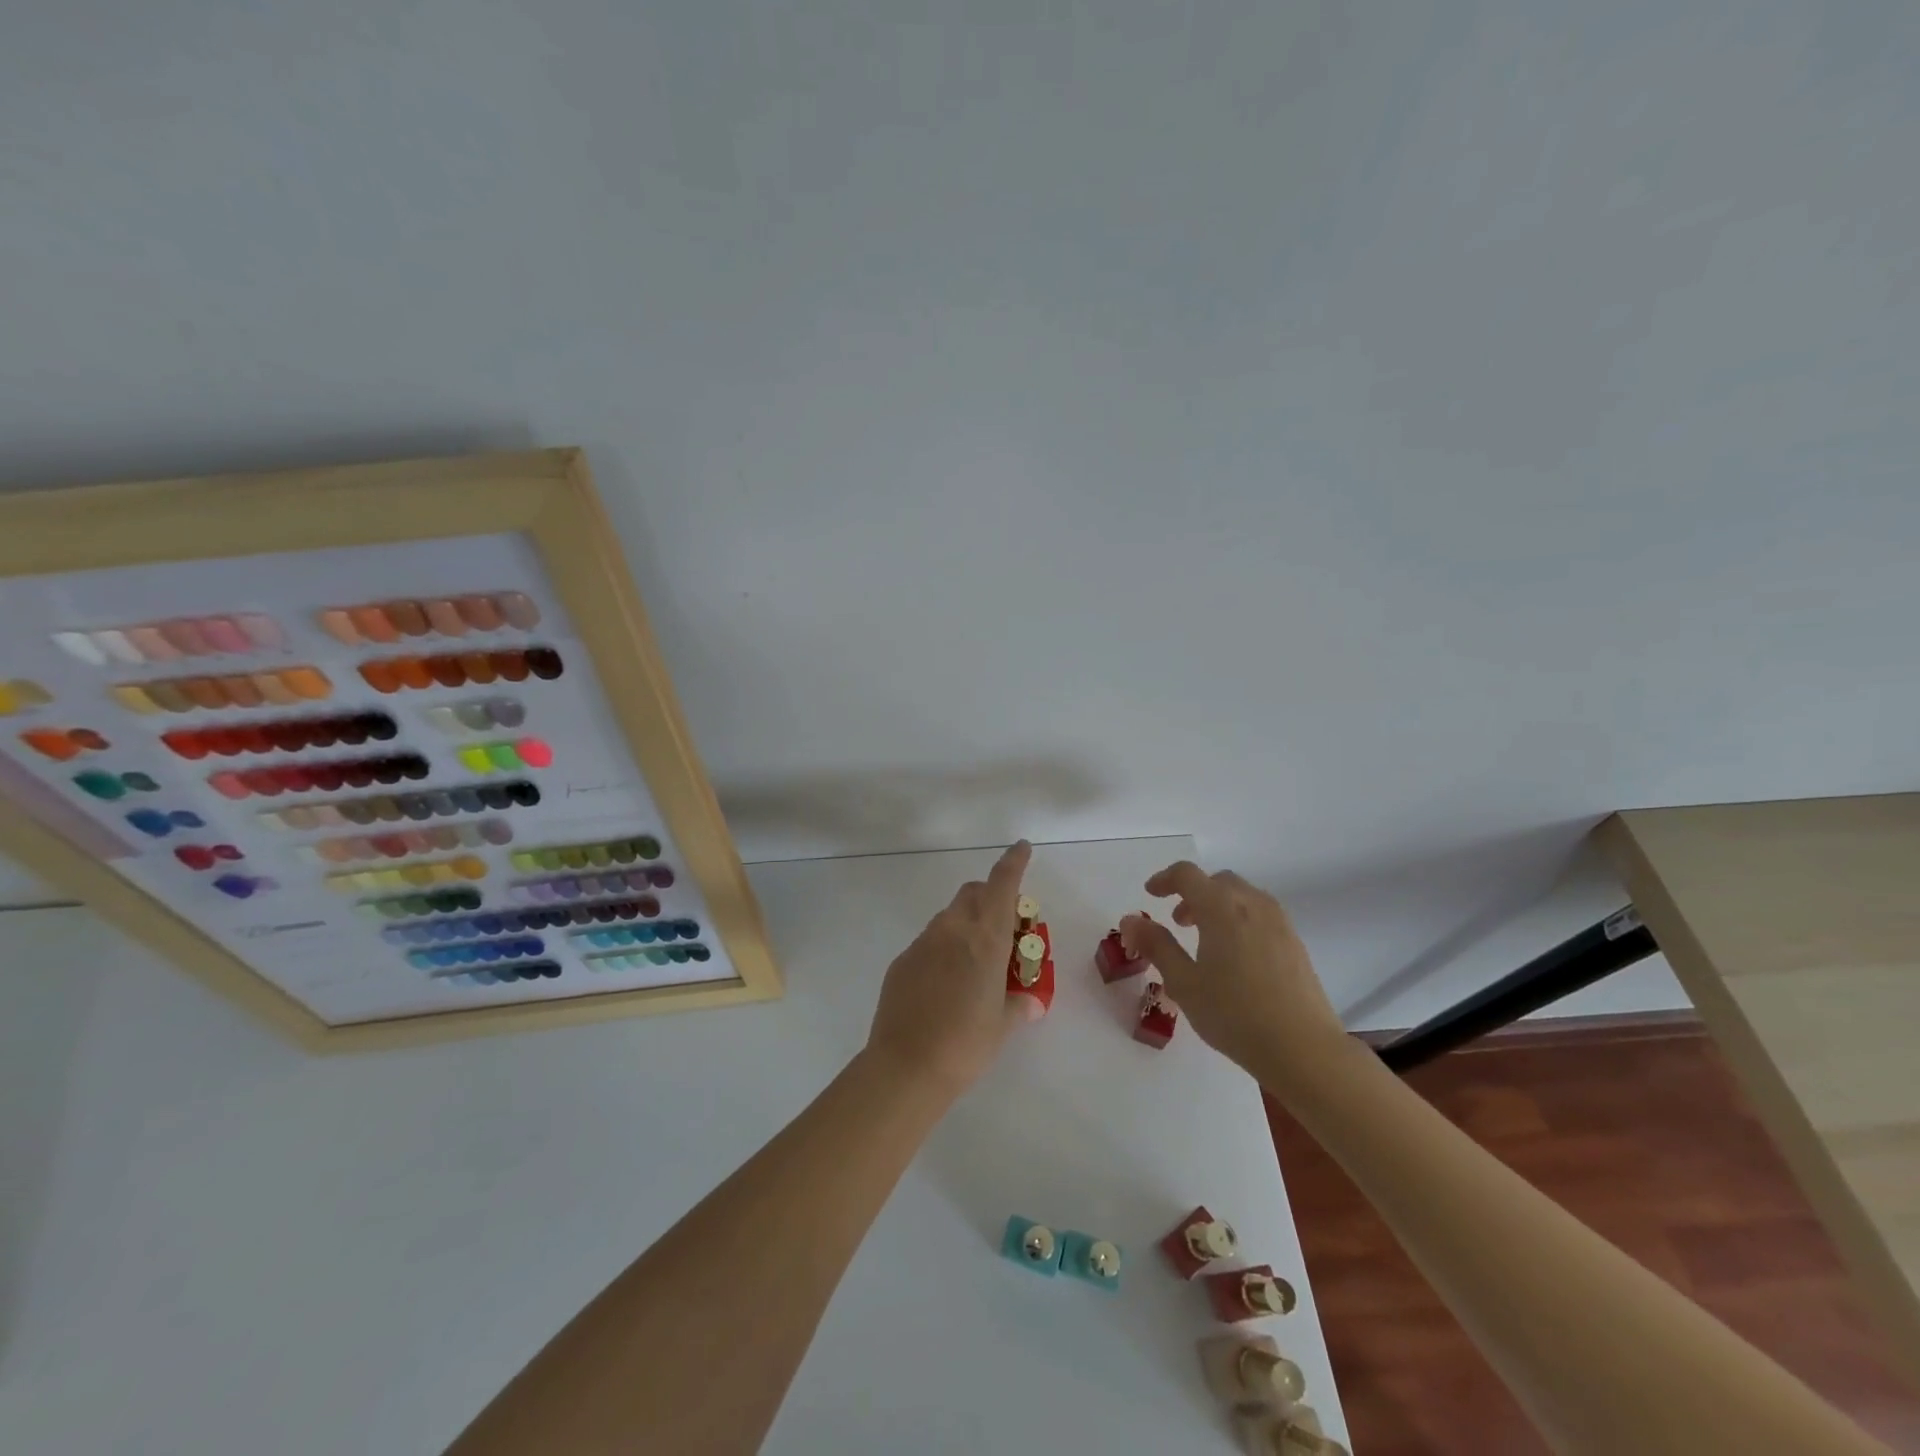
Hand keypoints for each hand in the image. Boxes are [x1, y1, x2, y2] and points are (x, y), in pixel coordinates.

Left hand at [865, 840, 1039, 1099]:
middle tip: (1004, 926)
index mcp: (985, 939)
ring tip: (975, 960)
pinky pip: (929, 942)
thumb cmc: (966, 1044)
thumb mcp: (1002, 1025)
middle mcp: (953, 930)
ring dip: (966, 923)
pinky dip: (943, 947)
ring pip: (949, 916)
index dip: (1013, 862)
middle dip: (990, 897)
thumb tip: (1031, 1002)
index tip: (1021, 847)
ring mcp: (923, 943)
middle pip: (973, 893)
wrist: (906, 1066)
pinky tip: (945, 982)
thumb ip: (1019, 1005)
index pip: (1002, 885)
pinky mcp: (902, 960)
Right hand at [1120, 861, 1346, 1086]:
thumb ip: (1156, 946)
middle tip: (1178, 921)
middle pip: (1217, 882)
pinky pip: (1261, 915)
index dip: (1164, 879)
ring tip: (1206, 940)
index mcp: (1221, 907)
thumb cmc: (1235, 1014)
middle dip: (1193, 893)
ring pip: (1242, 896)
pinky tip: (1236, 957)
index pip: (1187, 875)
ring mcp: (1279, 922)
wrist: (1304, 1049)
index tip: (1150, 894)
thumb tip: (1131, 920)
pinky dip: (1240, 919)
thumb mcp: (1183, 982)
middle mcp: (1252, 904)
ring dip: (1218, 906)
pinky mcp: (1295, 943)